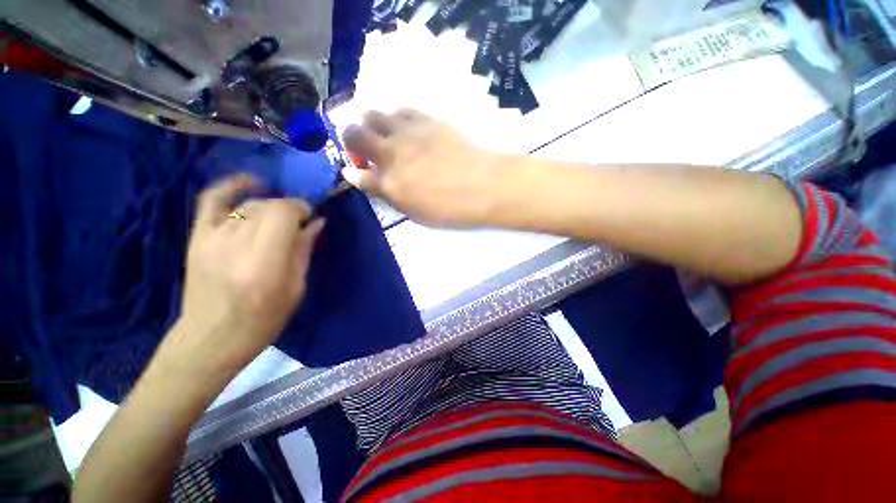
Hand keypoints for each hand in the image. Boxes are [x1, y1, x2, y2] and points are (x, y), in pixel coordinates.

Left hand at [165, 174, 324, 377]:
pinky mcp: (198, 237)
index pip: (283, 213)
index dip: (301, 209)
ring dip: (271, 206)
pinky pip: (212, 200)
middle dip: (290, 209)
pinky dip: (232, 185)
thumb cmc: (262, 320)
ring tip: (280, 219)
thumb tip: (318, 222)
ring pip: (249, 205)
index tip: (311, 218)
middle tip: (299, 223)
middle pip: (268, 206)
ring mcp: (212, 238)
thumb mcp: (296, 288)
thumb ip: (304, 251)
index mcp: (264, 263)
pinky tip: (253, 182)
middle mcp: (235, 245)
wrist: (211, 339)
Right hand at [342, 109, 503, 226]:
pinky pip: (400, 110)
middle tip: (364, 148)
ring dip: (371, 125)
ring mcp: (406, 133)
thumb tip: (368, 182)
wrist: (482, 185)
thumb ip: (390, 197)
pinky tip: (406, 129)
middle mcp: (390, 154)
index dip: (354, 174)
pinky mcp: (424, 119)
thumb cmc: (451, 208)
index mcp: (388, 184)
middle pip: (353, 134)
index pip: (357, 175)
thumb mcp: (416, 214)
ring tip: (385, 135)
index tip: (359, 173)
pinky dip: (396, 119)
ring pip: (372, 114)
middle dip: (352, 140)